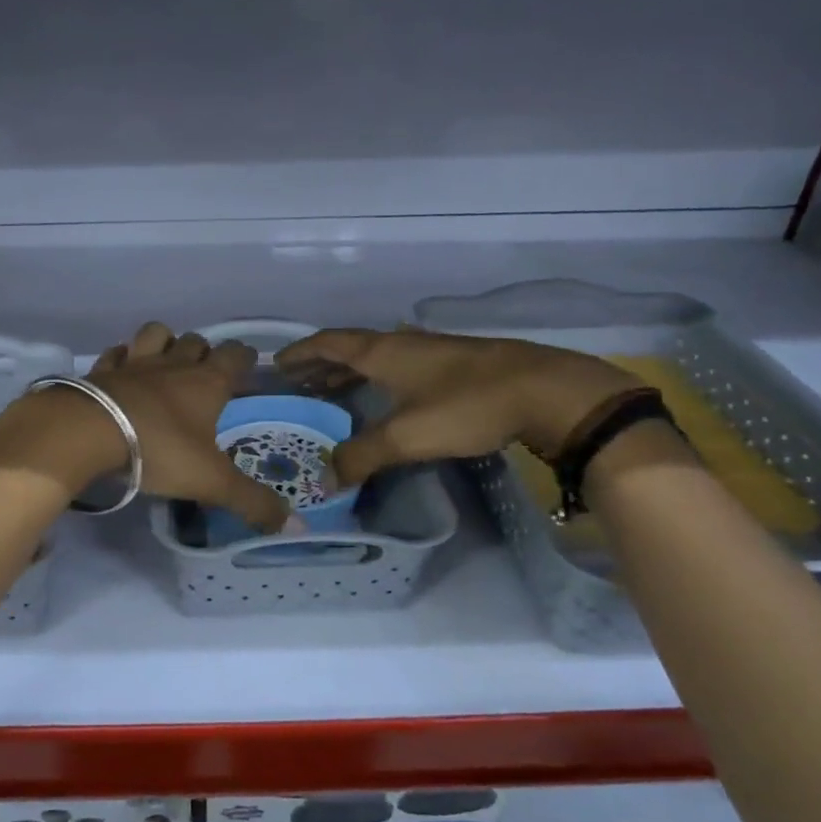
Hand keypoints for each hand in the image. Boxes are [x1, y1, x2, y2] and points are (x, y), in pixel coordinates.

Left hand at [0, 322, 289, 532]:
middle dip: (204, 352)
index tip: (248, 368)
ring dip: (164, 342)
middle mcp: (173, 365)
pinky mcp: (100, 371)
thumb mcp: (211, 482)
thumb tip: (295, 525)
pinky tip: (121, 373)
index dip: (244, 358)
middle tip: (205, 376)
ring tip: (164, 363)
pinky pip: (115, 353)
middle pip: (195, 341)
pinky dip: (121, 358)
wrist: (87, 433)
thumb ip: (252, 502)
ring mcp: (134, 363)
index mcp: (206, 383)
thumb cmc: (158, 451)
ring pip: (155, 334)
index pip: (235, 355)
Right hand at [274, 327, 640, 486]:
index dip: (300, 352)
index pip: (328, 343)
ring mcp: (429, 352)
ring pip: (375, 359)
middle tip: (295, 385)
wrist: (545, 390)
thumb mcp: (407, 436)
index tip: (275, 363)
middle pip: (348, 349)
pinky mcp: (453, 366)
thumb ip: (362, 456)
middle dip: (319, 365)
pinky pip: (397, 367)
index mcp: (382, 352)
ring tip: (328, 392)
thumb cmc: (467, 405)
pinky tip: (383, 398)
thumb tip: (326, 478)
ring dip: (347, 372)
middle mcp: (401, 344)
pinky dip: (375, 379)